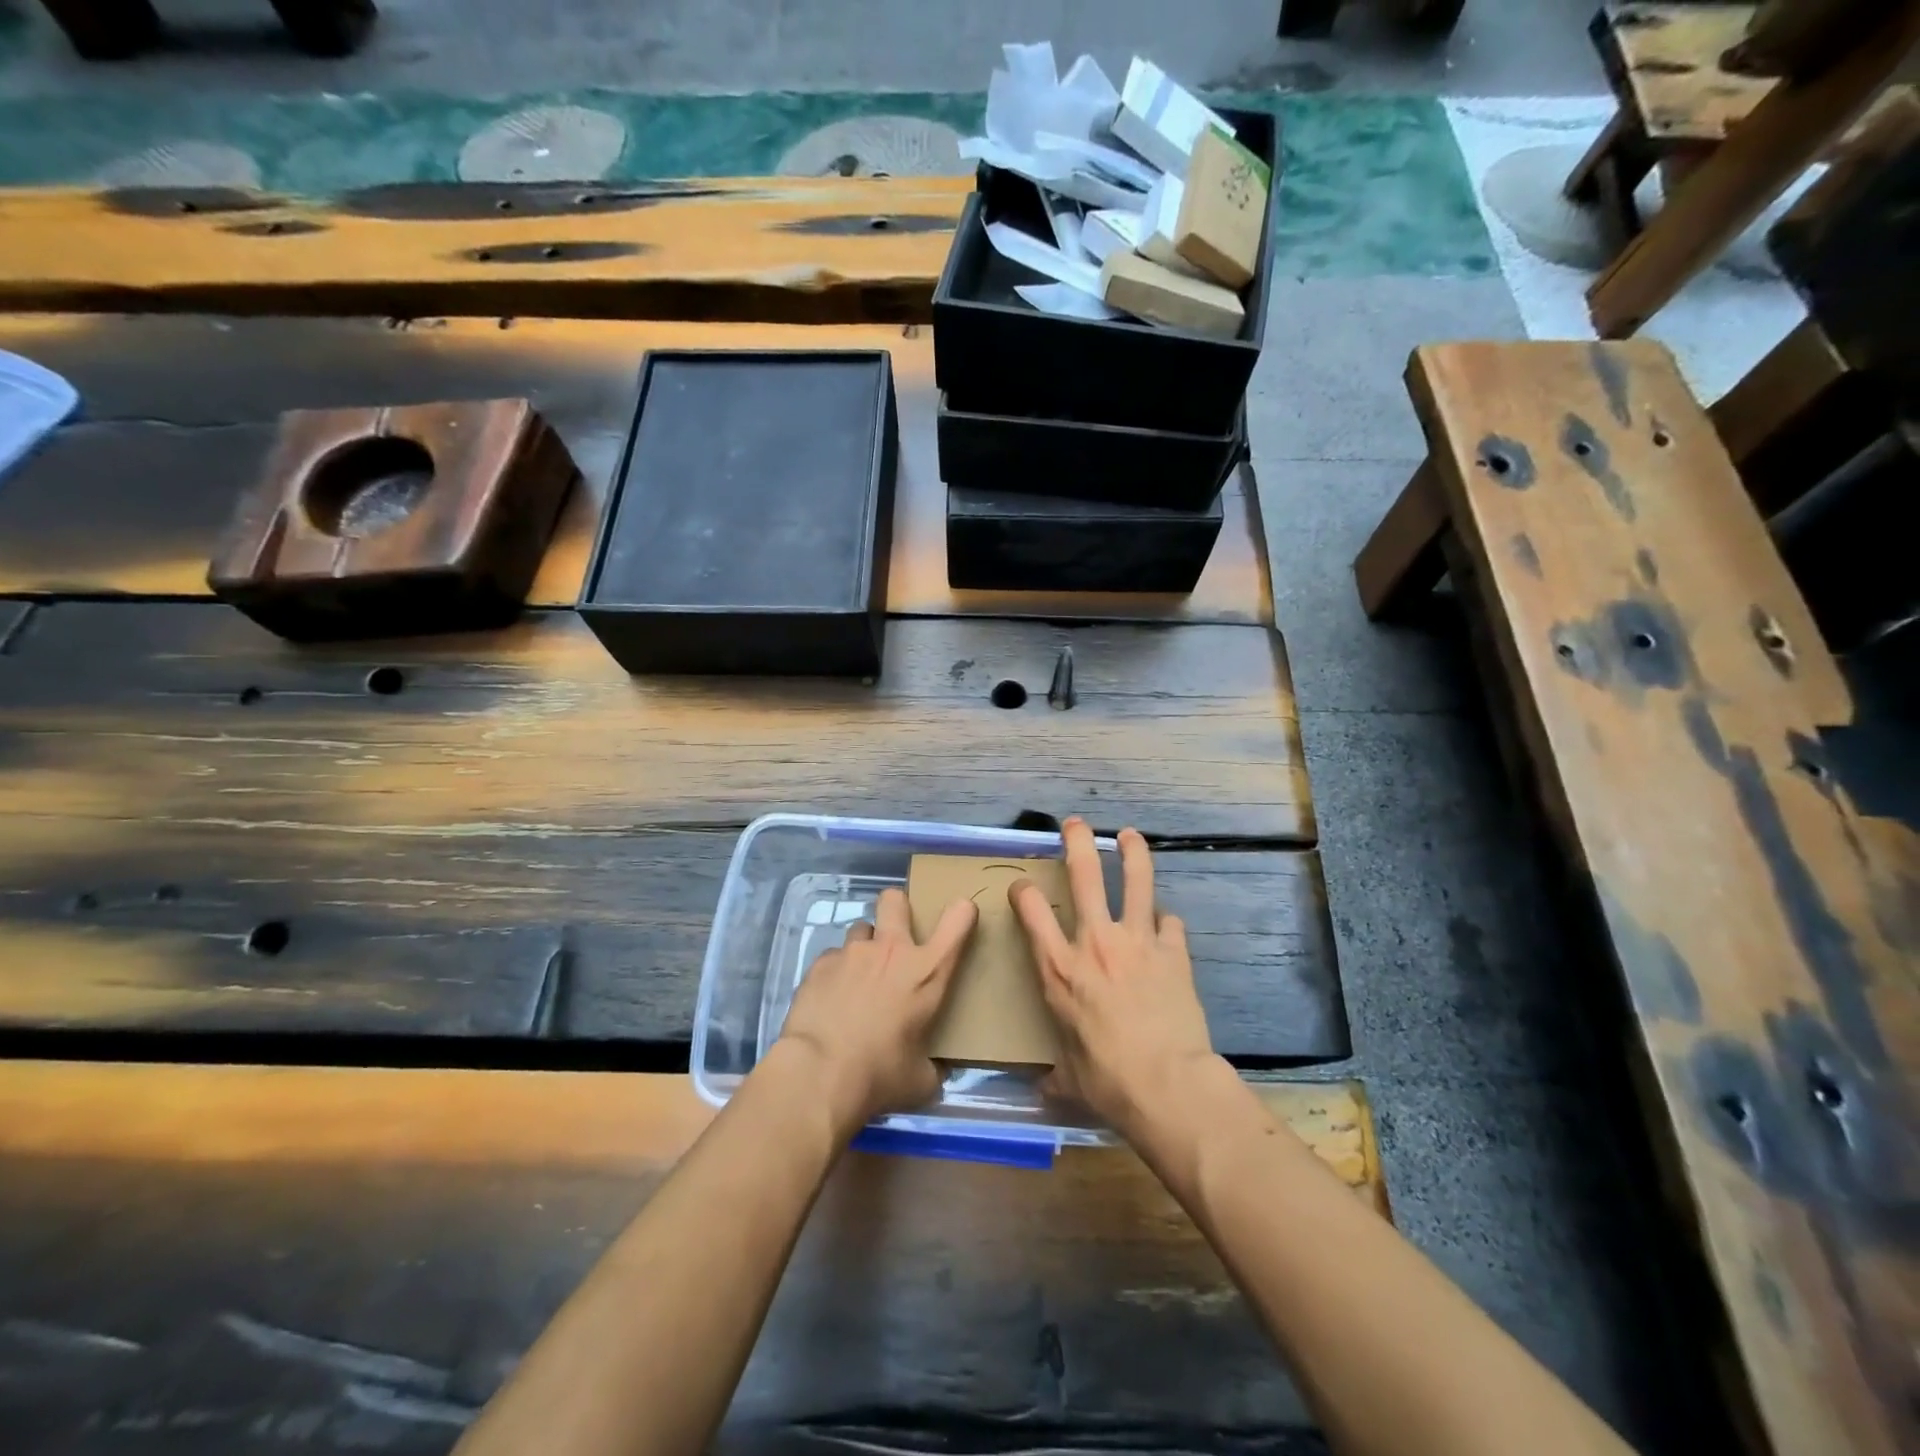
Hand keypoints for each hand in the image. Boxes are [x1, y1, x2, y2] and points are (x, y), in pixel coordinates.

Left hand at [777, 887, 977, 1137]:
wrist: (819, 1074)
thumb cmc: (880, 1075)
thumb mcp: (920, 1079)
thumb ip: (932, 1066)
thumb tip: (932, 1072)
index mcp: (928, 971)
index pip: (959, 919)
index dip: (962, 912)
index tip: (961, 919)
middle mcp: (892, 950)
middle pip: (895, 900)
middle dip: (897, 909)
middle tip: (895, 939)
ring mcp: (852, 952)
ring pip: (861, 929)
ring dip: (864, 948)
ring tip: (858, 979)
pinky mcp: (820, 964)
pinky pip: (833, 958)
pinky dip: (835, 973)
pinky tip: (830, 1000)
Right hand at [1009, 818, 1219, 1141]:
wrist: (1166, 1085)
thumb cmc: (1107, 1081)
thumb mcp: (1069, 1079)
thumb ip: (1056, 1074)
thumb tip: (1044, 1090)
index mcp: (1059, 968)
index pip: (1031, 911)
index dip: (1023, 892)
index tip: (1022, 887)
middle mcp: (1094, 942)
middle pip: (1084, 875)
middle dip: (1077, 842)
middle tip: (1074, 824)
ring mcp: (1137, 941)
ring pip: (1135, 881)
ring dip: (1132, 854)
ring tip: (1129, 835)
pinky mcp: (1173, 952)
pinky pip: (1169, 923)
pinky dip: (1165, 921)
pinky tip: (1165, 924)